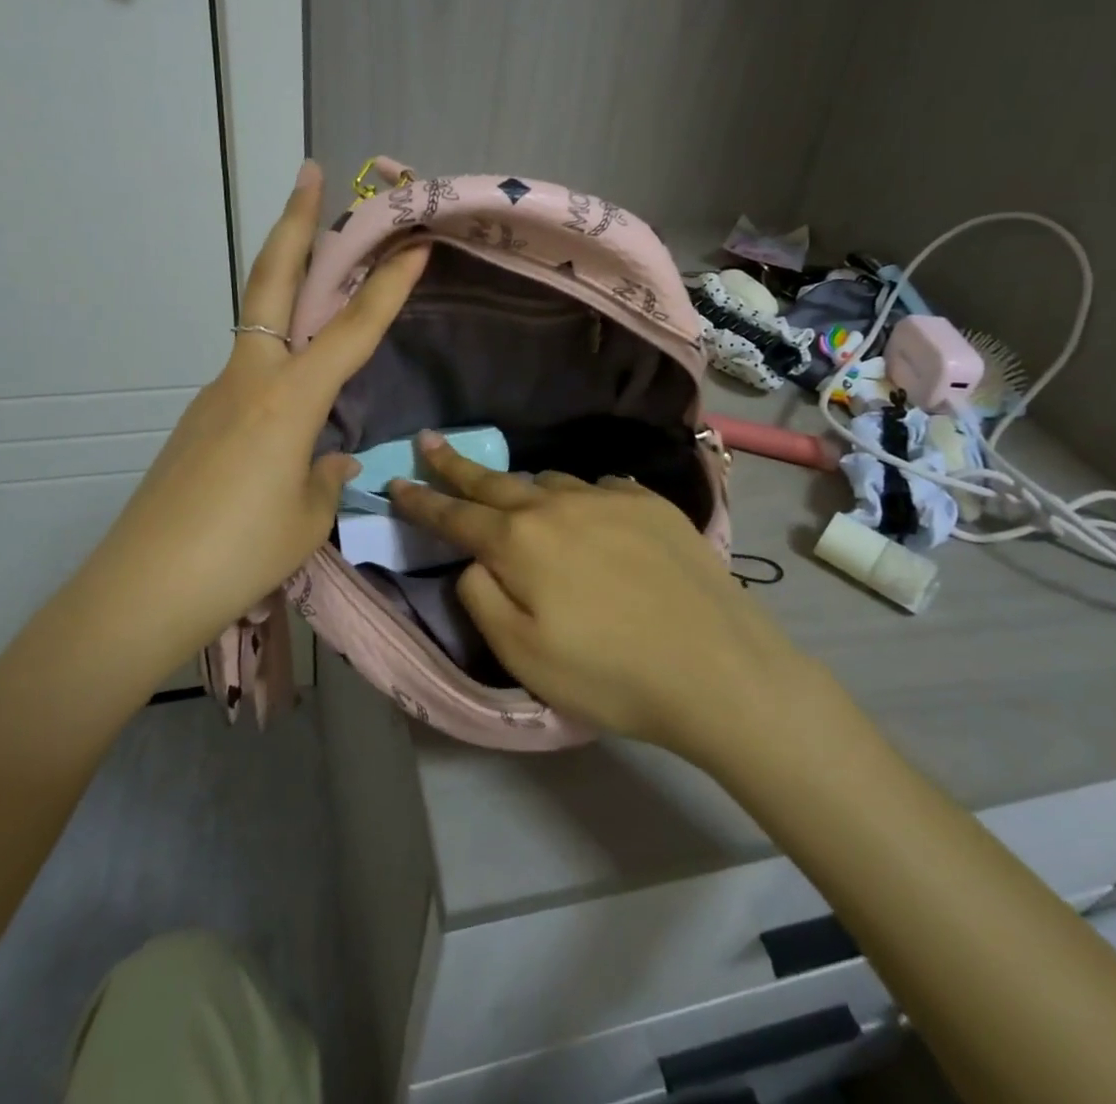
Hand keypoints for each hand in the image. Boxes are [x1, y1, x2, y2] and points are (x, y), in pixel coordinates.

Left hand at [69, 162, 426, 671]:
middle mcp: (249, 379)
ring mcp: (215, 395)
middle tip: (308, 173)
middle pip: (270, 283)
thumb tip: (329, 459)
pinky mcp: (197, 422)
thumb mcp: (307, 517)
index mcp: (289, 400)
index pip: (351, 330)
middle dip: (295, 224)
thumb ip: (324, 477)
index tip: (414, 244)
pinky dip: (276, 367)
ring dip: (283, 290)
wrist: (143, 588)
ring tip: (316, 276)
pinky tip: (288, 411)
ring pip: (257, 327)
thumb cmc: (241, 555)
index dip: (386, 287)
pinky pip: (247, 378)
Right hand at [389, 435, 811, 760]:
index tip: (396, 482)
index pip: (454, 516)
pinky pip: (599, 488)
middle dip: (455, 464)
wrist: (718, 668)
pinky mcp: (650, 503)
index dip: (421, 501)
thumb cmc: (610, 674)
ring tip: (515, 497)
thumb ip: (482, 598)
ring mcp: (608, 497)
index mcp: (519, 543)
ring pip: (548, 482)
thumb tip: (475, 561)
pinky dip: (580, 499)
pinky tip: (589, 515)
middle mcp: (557, 506)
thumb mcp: (523, 655)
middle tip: (429, 441)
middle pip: (494, 481)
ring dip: (522, 489)